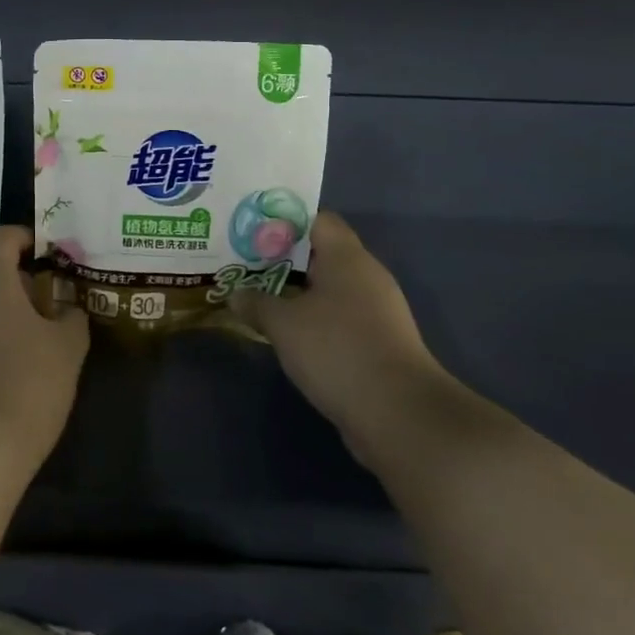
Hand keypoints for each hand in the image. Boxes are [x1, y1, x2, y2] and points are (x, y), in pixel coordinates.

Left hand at [0, 226, 88, 475]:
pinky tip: (10, 358)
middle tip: (49, 295)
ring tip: (35, 330)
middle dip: (18, 275)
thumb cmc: (25, 381)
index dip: (30, 239)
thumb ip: (72, 318)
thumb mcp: (67, 347)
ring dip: (2, 306)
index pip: (5, 236)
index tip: (55, 255)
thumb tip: (67, 309)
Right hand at [236, 212, 449, 465]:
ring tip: (253, 294)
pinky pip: (335, 317)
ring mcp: (374, 311)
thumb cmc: (337, 350)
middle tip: (241, 262)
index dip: (282, 220)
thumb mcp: (283, 324)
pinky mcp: (375, 343)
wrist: (398, 414)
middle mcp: (365, 276)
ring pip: (326, 288)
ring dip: (293, 292)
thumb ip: (256, 302)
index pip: (316, 219)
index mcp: (346, 258)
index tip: (249, 229)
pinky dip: (309, 319)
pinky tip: (281, 331)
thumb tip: (235, 294)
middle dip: (280, 258)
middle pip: (318, 253)